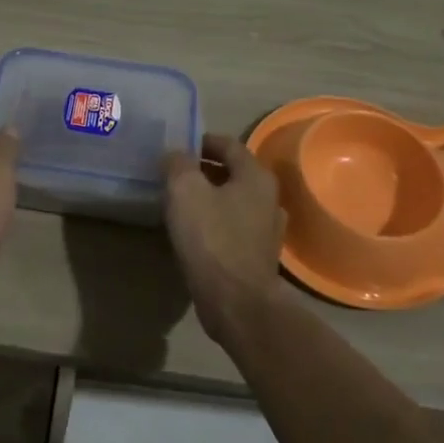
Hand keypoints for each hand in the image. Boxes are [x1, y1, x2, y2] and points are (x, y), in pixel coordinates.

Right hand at [162, 133, 286, 341]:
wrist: (236, 301)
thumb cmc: (212, 238)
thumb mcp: (185, 190)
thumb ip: (178, 164)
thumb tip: (176, 155)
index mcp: (256, 176)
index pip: (228, 144)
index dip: (202, 141)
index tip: (178, 146)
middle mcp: (269, 198)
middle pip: (233, 172)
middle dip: (204, 169)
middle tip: (174, 173)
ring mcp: (267, 229)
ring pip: (234, 200)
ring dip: (209, 196)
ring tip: (181, 202)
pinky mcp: (258, 255)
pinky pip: (234, 226)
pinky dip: (215, 221)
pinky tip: (194, 231)